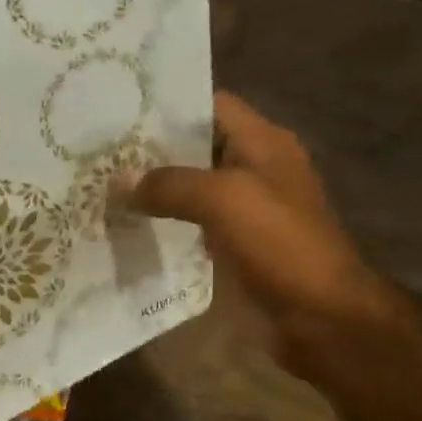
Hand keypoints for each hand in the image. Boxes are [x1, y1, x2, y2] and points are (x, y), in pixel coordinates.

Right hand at [122, 93, 400, 374]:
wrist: (321, 315)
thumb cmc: (280, 244)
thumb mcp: (224, 200)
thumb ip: (170, 184)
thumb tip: (118, 181)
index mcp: (263, 142)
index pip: (211, 104)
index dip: (168, 105)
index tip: (118, 112)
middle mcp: (255, 167)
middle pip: (197, 146)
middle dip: (151, 149)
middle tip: (99, 152)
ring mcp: (247, 208)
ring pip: (192, 187)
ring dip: (155, 188)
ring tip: (104, 185)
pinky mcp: (237, 243)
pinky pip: (193, 222)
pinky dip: (165, 222)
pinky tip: (130, 225)